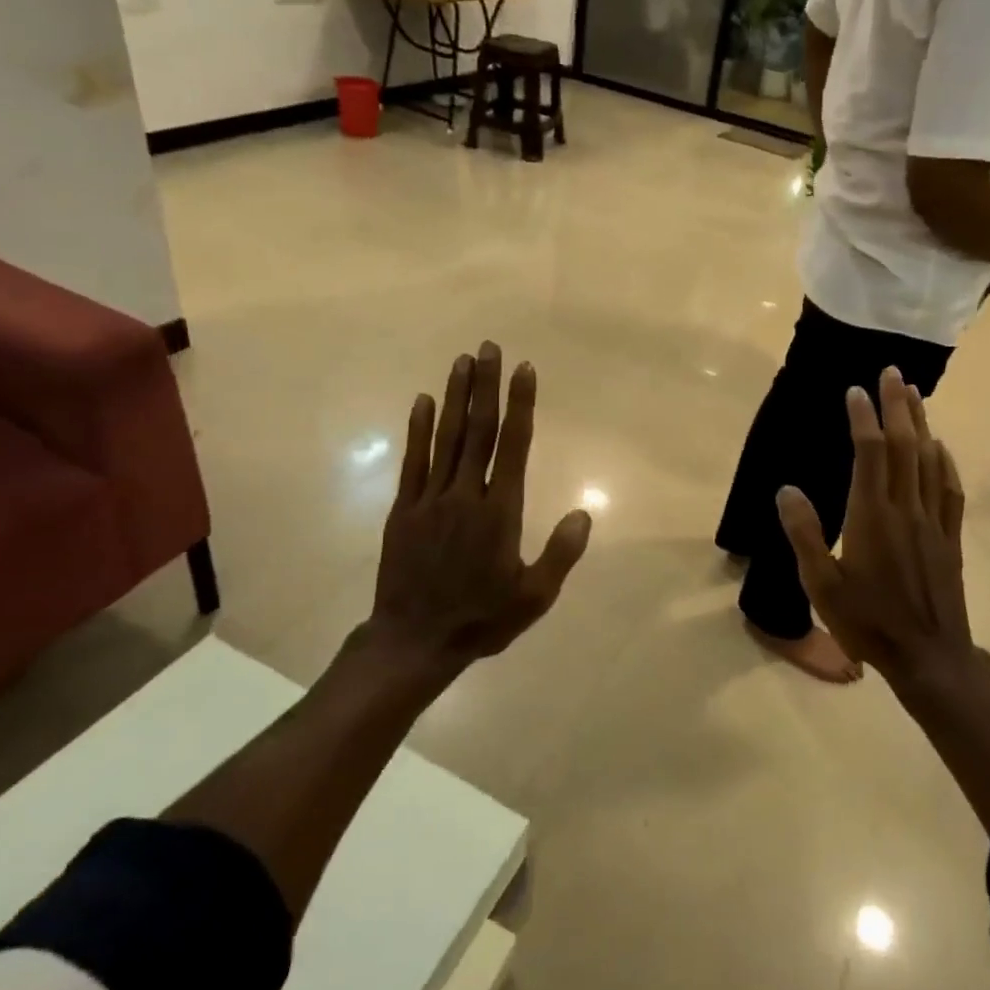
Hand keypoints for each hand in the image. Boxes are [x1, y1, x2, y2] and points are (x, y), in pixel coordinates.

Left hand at [359, 343, 591, 671]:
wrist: (414, 641)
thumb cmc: (481, 618)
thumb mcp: (534, 597)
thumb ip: (561, 554)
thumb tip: (585, 513)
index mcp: (500, 512)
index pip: (513, 446)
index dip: (520, 405)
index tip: (524, 370)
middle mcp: (466, 495)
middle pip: (478, 431)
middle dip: (486, 386)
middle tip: (490, 347)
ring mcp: (431, 500)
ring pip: (447, 438)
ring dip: (456, 397)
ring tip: (463, 360)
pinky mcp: (405, 509)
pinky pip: (413, 462)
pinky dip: (419, 429)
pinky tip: (424, 401)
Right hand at [775, 369, 975, 683]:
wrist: (929, 658)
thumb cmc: (868, 622)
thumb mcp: (821, 586)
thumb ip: (804, 535)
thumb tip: (786, 489)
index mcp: (871, 517)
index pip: (870, 454)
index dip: (864, 419)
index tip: (856, 391)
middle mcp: (906, 509)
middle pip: (905, 446)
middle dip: (899, 406)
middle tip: (893, 372)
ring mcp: (933, 522)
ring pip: (930, 461)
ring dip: (922, 423)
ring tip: (914, 394)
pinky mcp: (950, 538)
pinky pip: (950, 490)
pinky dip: (945, 462)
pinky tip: (941, 448)